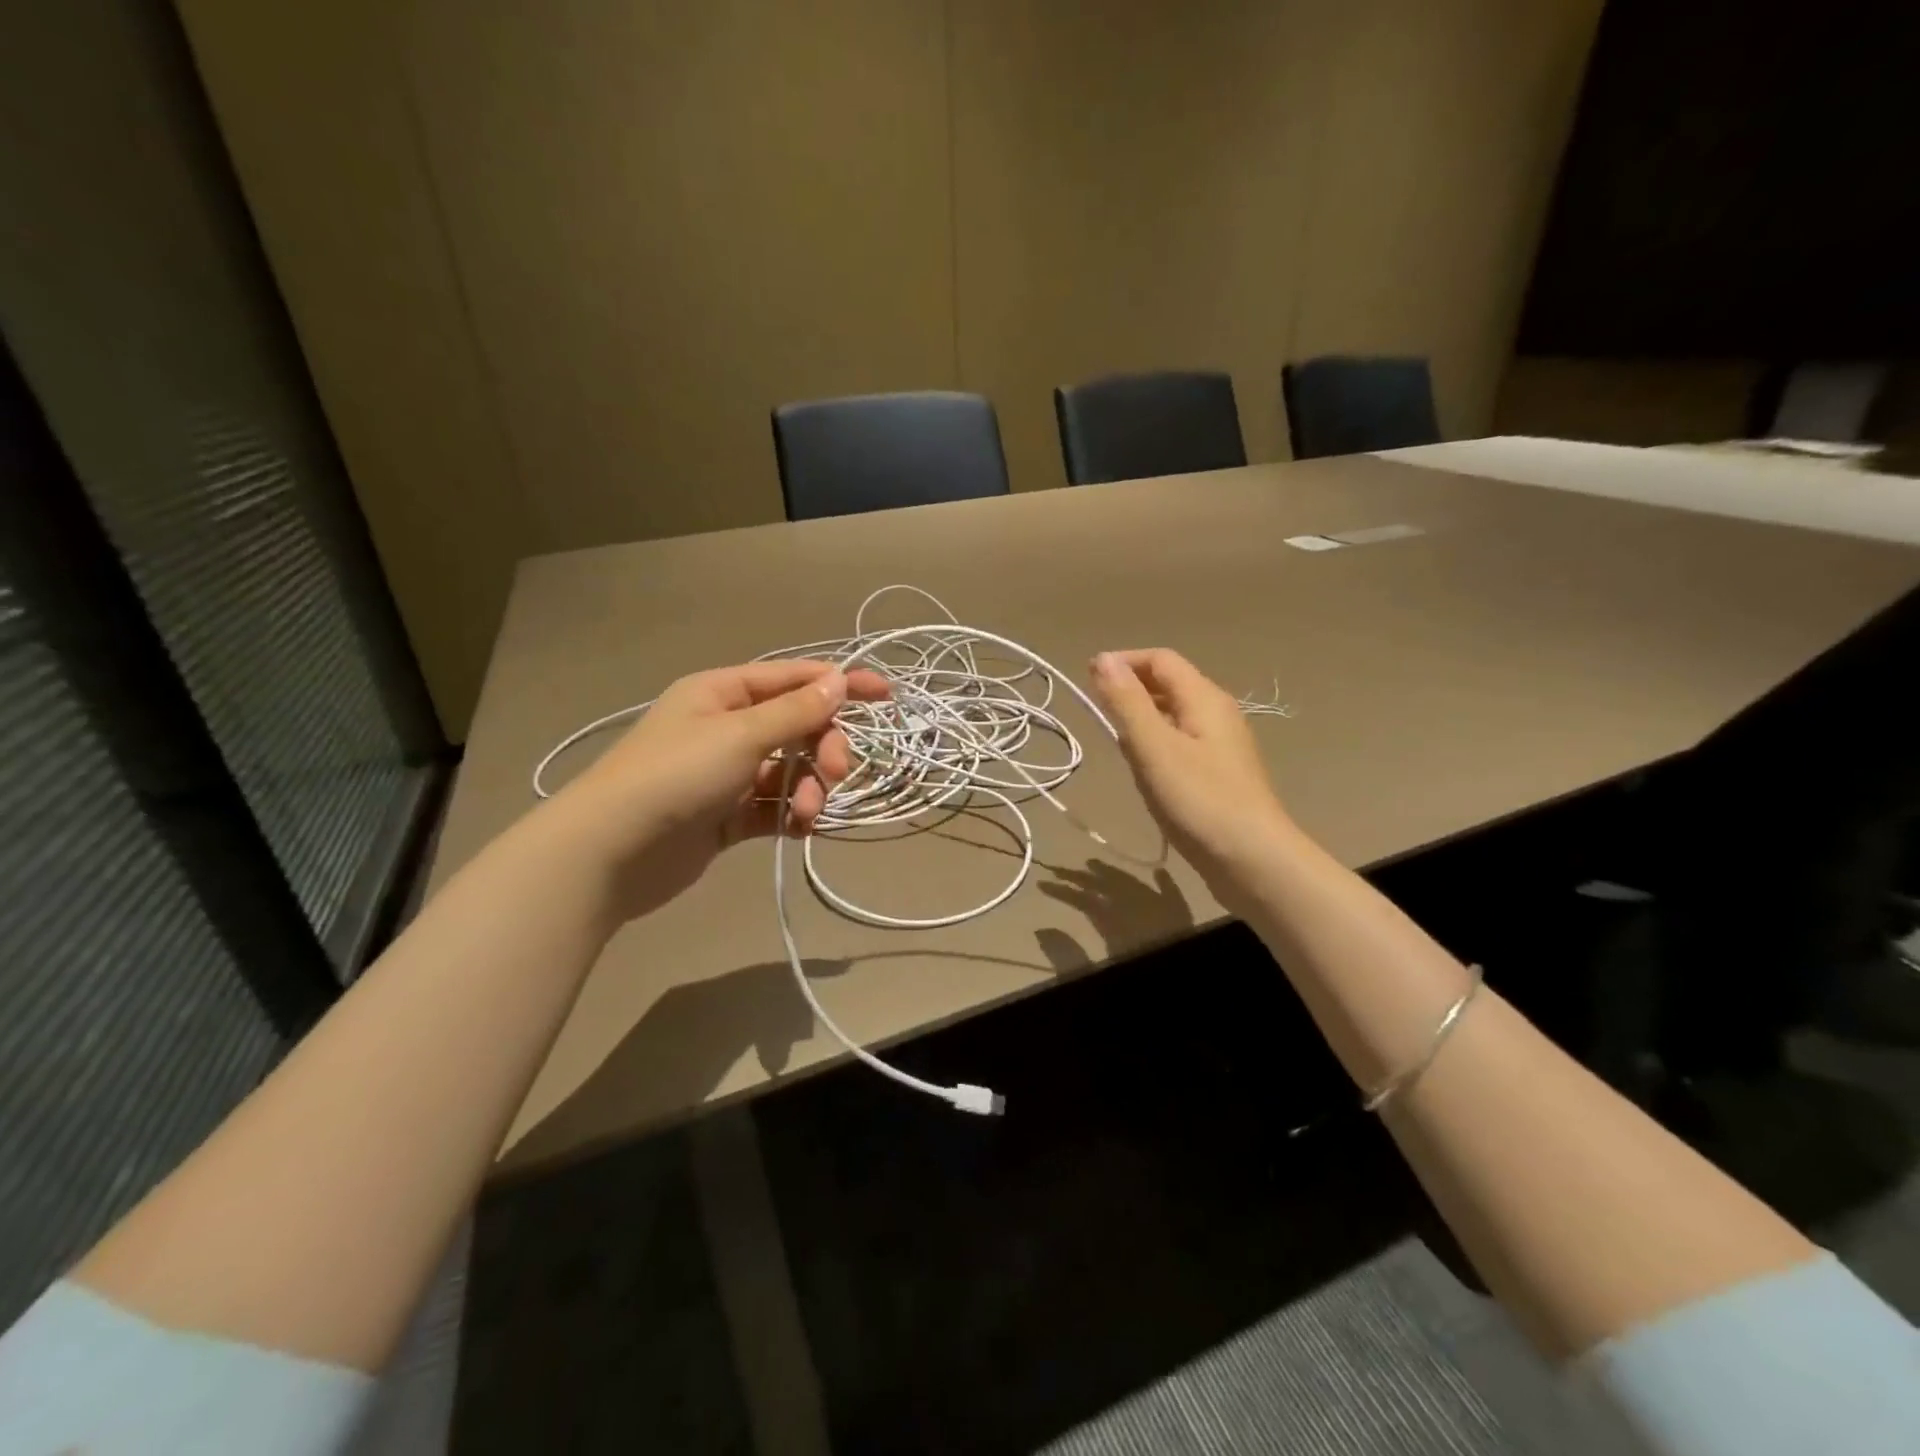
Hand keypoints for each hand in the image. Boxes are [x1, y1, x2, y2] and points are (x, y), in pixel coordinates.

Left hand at [549, 660, 889, 920]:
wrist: (610, 853)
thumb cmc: (675, 776)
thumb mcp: (740, 735)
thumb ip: (795, 712)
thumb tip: (838, 680)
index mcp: (724, 693)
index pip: (793, 679)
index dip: (839, 684)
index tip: (884, 695)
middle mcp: (727, 728)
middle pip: (798, 728)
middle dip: (824, 748)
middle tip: (837, 773)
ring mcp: (727, 774)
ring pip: (790, 771)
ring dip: (808, 788)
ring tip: (806, 813)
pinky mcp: (728, 815)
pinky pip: (774, 806)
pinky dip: (792, 815)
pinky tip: (801, 829)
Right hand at [1088, 649, 1290, 895]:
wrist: (1252, 860)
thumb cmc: (1199, 799)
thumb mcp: (1153, 747)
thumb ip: (1126, 702)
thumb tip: (1103, 659)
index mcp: (1204, 698)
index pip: (1160, 659)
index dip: (1123, 662)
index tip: (1087, 680)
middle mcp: (1217, 712)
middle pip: (1169, 683)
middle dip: (1130, 689)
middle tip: (1096, 711)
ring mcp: (1221, 744)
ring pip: (1173, 714)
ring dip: (1141, 718)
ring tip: (1114, 740)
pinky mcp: (1219, 772)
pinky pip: (1180, 742)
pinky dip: (1155, 743)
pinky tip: (1143, 770)